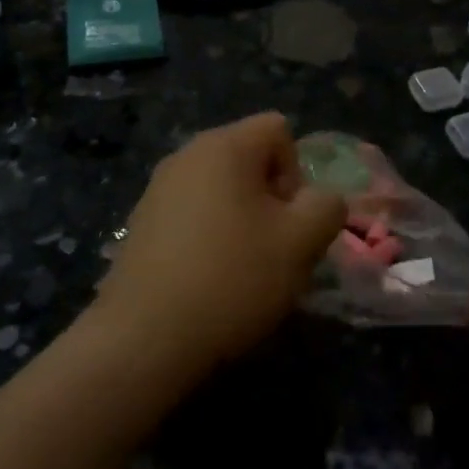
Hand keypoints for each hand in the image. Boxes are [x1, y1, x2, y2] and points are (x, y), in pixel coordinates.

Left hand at [88, 113, 344, 389]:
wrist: (144, 339)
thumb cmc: (232, 278)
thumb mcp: (302, 242)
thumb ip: (327, 207)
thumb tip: (321, 200)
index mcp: (224, 145)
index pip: (278, 129)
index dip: (297, 171)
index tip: (289, 219)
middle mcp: (186, 155)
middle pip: (249, 159)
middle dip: (272, 199)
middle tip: (274, 247)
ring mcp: (157, 190)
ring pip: (221, 190)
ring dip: (242, 220)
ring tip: (243, 270)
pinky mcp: (140, 225)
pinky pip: (192, 215)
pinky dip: (209, 238)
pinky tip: (208, 281)